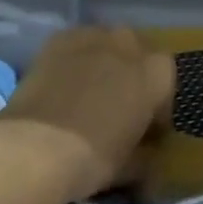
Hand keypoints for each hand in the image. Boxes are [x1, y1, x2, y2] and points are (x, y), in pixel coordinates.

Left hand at [0, 27, 174, 203]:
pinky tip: (63, 83)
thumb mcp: (131, 167)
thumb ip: (147, 156)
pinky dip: (75, 60)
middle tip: (118, 105)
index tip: (146, 129)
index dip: (157, 107)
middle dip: (132, 75)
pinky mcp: (60, 39)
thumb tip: (148, 156)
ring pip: (106, 44)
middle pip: (137, 54)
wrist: (36, 146)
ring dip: (104, 62)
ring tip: (89, 91)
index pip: (165, 84)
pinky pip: (77, 45)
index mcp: (156, 73)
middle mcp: (129, 44)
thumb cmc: (94, 157)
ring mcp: (93, 36)